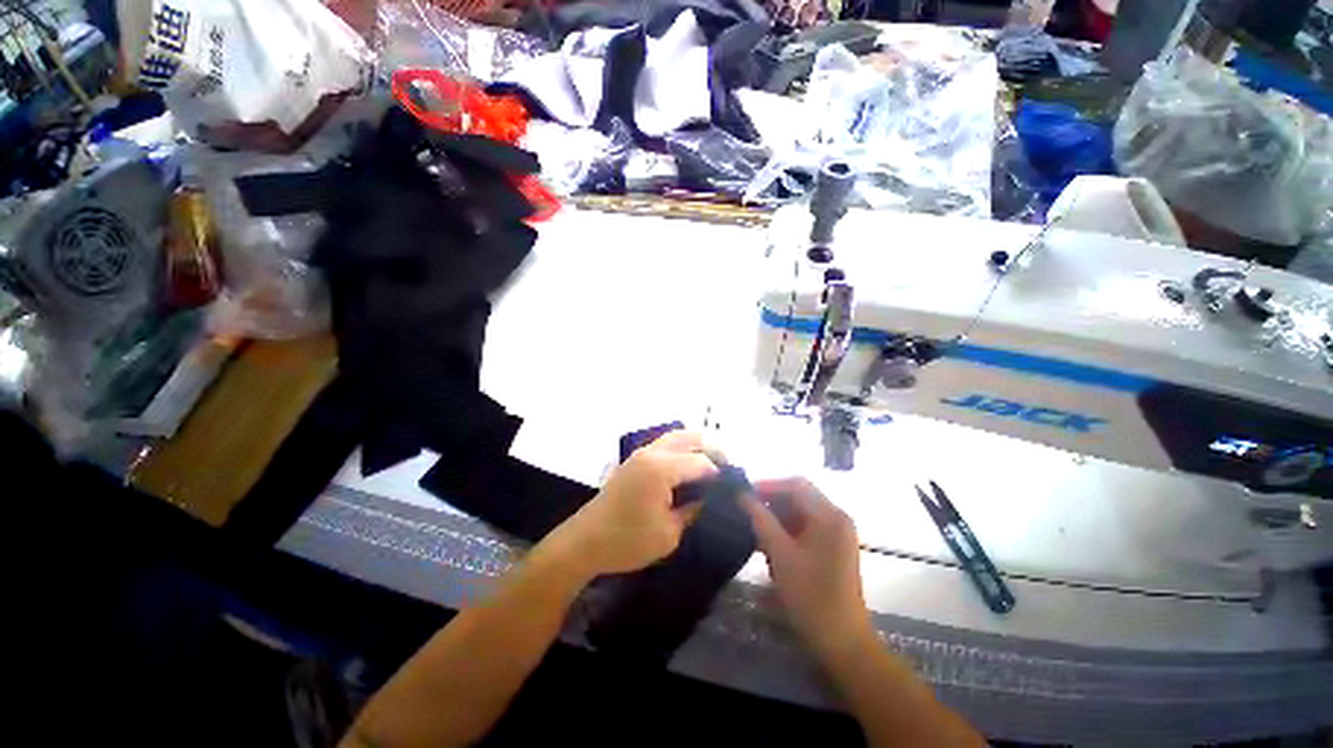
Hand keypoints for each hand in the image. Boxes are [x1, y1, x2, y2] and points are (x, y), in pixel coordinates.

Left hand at [551, 431, 716, 577]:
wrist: (584, 543)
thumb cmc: (627, 542)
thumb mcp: (669, 533)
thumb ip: (694, 510)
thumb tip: (711, 498)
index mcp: (661, 468)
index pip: (700, 462)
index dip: (719, 474)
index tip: (732, 488)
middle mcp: (651, 453)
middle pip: (689, 437)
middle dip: (711, 448)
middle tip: (727, 467)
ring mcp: (640, 454)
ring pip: (675, 437)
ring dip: (695, 445)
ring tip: (711, 466)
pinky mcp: (634, 461)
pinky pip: (664, 445)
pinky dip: (681, 449)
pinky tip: (688, 468)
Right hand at [743, 478, 870, 658]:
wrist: (843, 642)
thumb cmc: (811, 596)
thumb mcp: (781, 554)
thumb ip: (760, 520)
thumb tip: (742, 495)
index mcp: (829, 515)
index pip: (796, 485)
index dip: (768, 485)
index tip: (744, 494)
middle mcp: (837, 518)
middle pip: (800, 496)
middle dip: (772, 501)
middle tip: (746, 511)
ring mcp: (838, 533)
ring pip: (801, 511)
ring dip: (778, 516)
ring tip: (754, 527)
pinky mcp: (834, 547)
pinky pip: (807, 527)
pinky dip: (788, 529)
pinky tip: (770, 543)